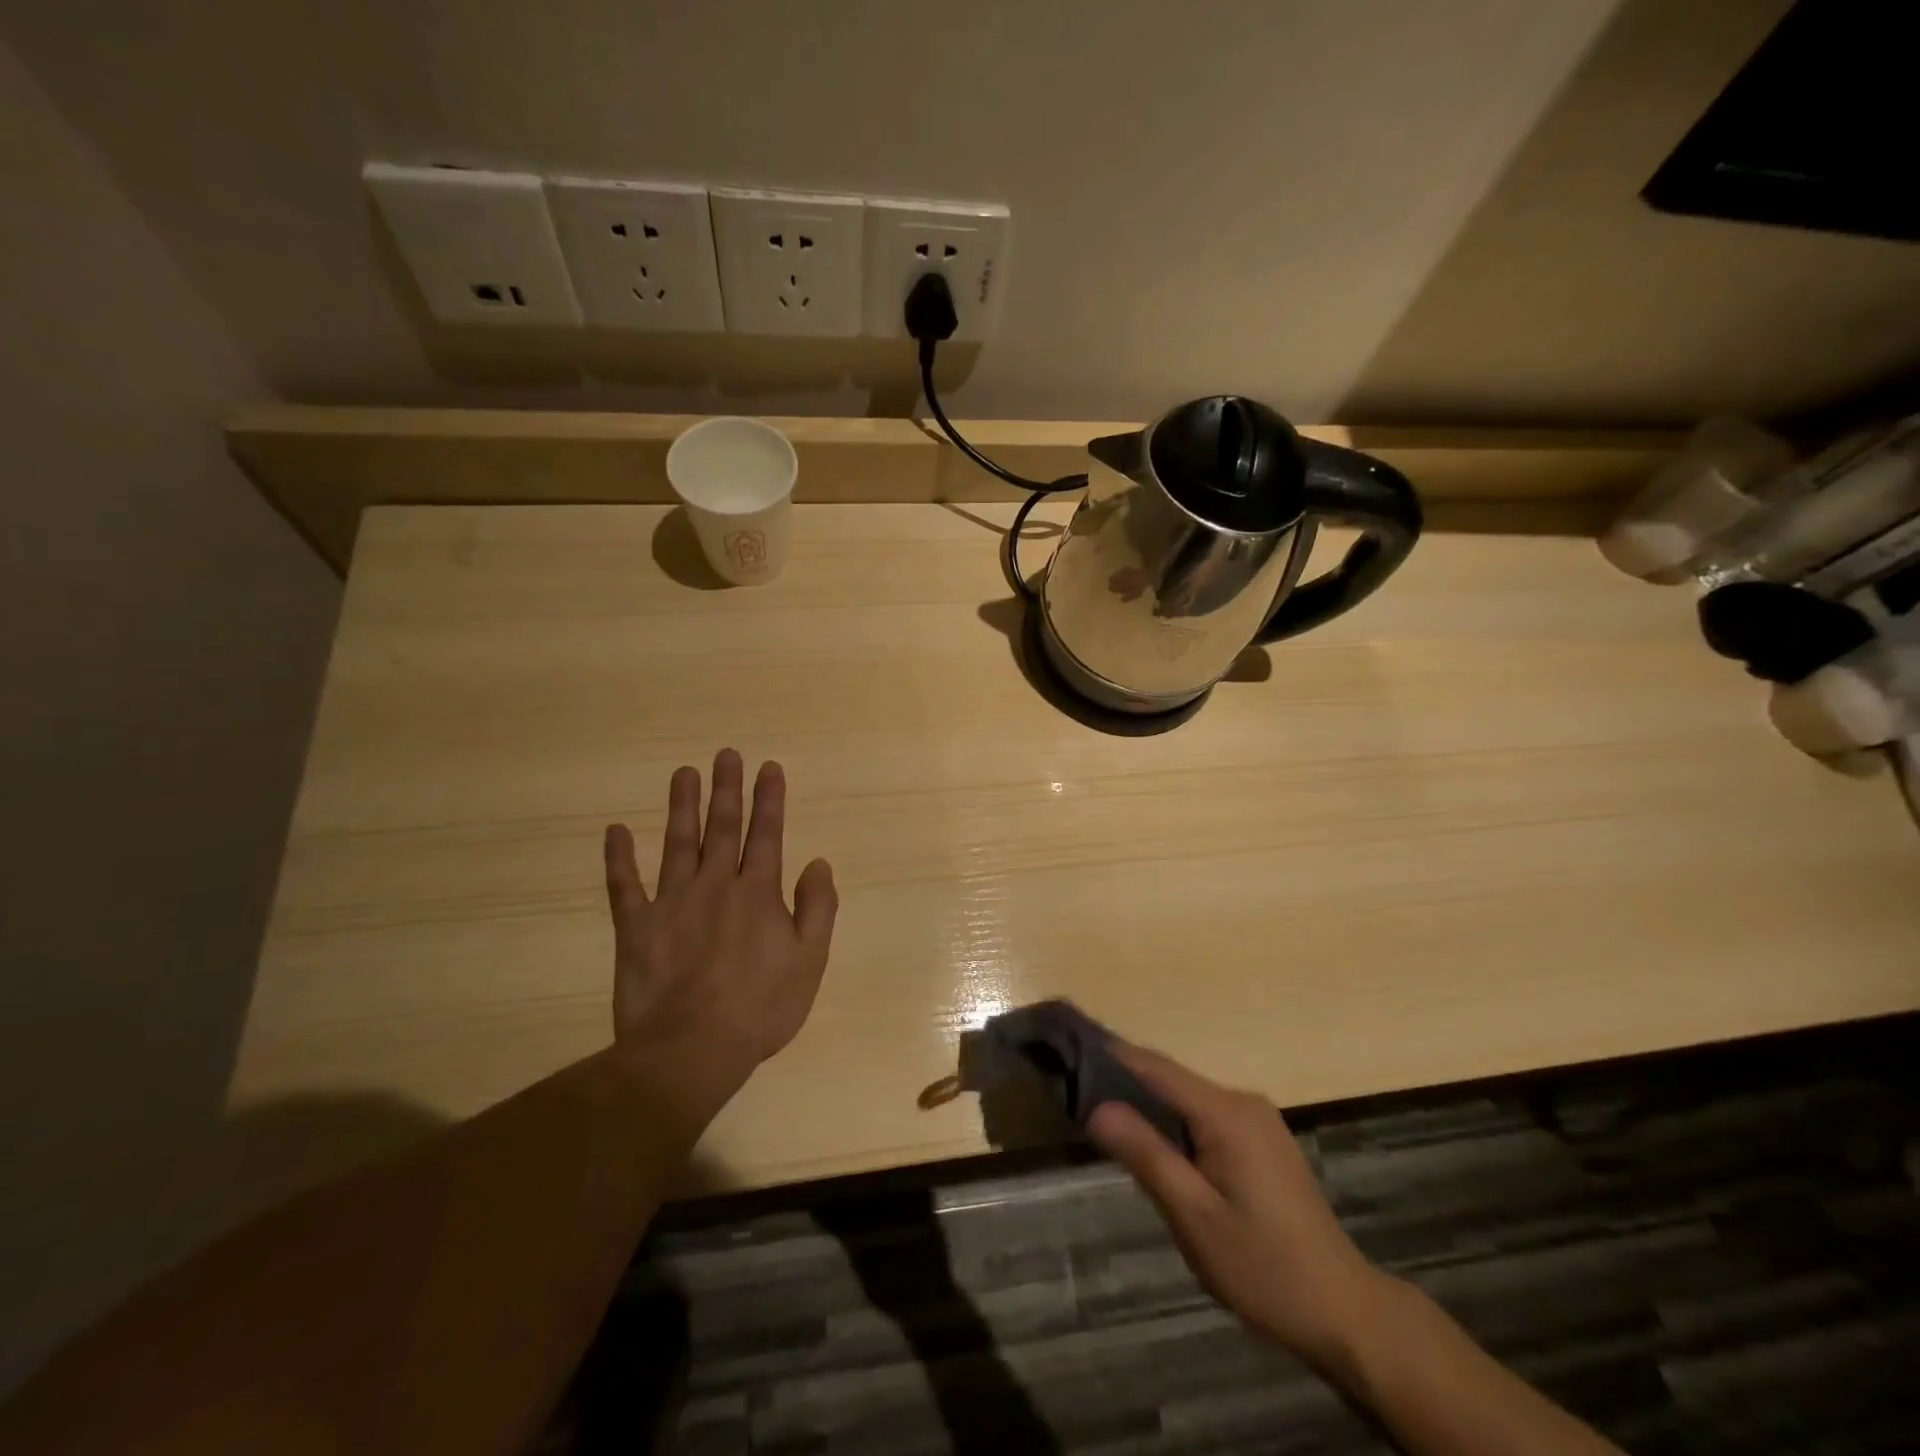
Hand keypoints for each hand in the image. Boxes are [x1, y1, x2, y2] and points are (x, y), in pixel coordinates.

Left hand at [603, 749, 837, 1086]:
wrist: (692, 1049)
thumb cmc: (760, 1008)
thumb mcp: (809, 961)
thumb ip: (817, 908)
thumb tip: (817, 863)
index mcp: (757, 893)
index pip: (767, 834)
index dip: (769, 799)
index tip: (768, 767)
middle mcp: (715, 886)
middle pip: (722, 828)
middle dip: (727, 789)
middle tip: (725, 755)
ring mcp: (671, 903)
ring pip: (677, 843)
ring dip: (682, 806)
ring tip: (683, 773)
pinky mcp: (636, 927)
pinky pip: (624, 885)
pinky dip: (619, 858)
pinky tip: (615, 831)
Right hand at [1088, 1045, 1387, 1369]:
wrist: (1344, 1310)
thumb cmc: (1264, 1267)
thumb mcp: (1194, 1216)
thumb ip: (1146, 1155)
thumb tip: (1097, 1107)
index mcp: (1225, 1112)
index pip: (1155, 1067)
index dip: (1111, 1054)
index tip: (1070, 1046)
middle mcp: (1242, 1101)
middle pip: (1170, 1077)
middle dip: (1124, 1080)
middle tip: (1076, 1090)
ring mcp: (1257, 1119)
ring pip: (1187, 1097)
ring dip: (1148, 1102)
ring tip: (1103, 1115)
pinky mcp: (1262, 1140)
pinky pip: (1205, 1114)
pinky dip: (1174, 1120)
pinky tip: (1153, 1142)